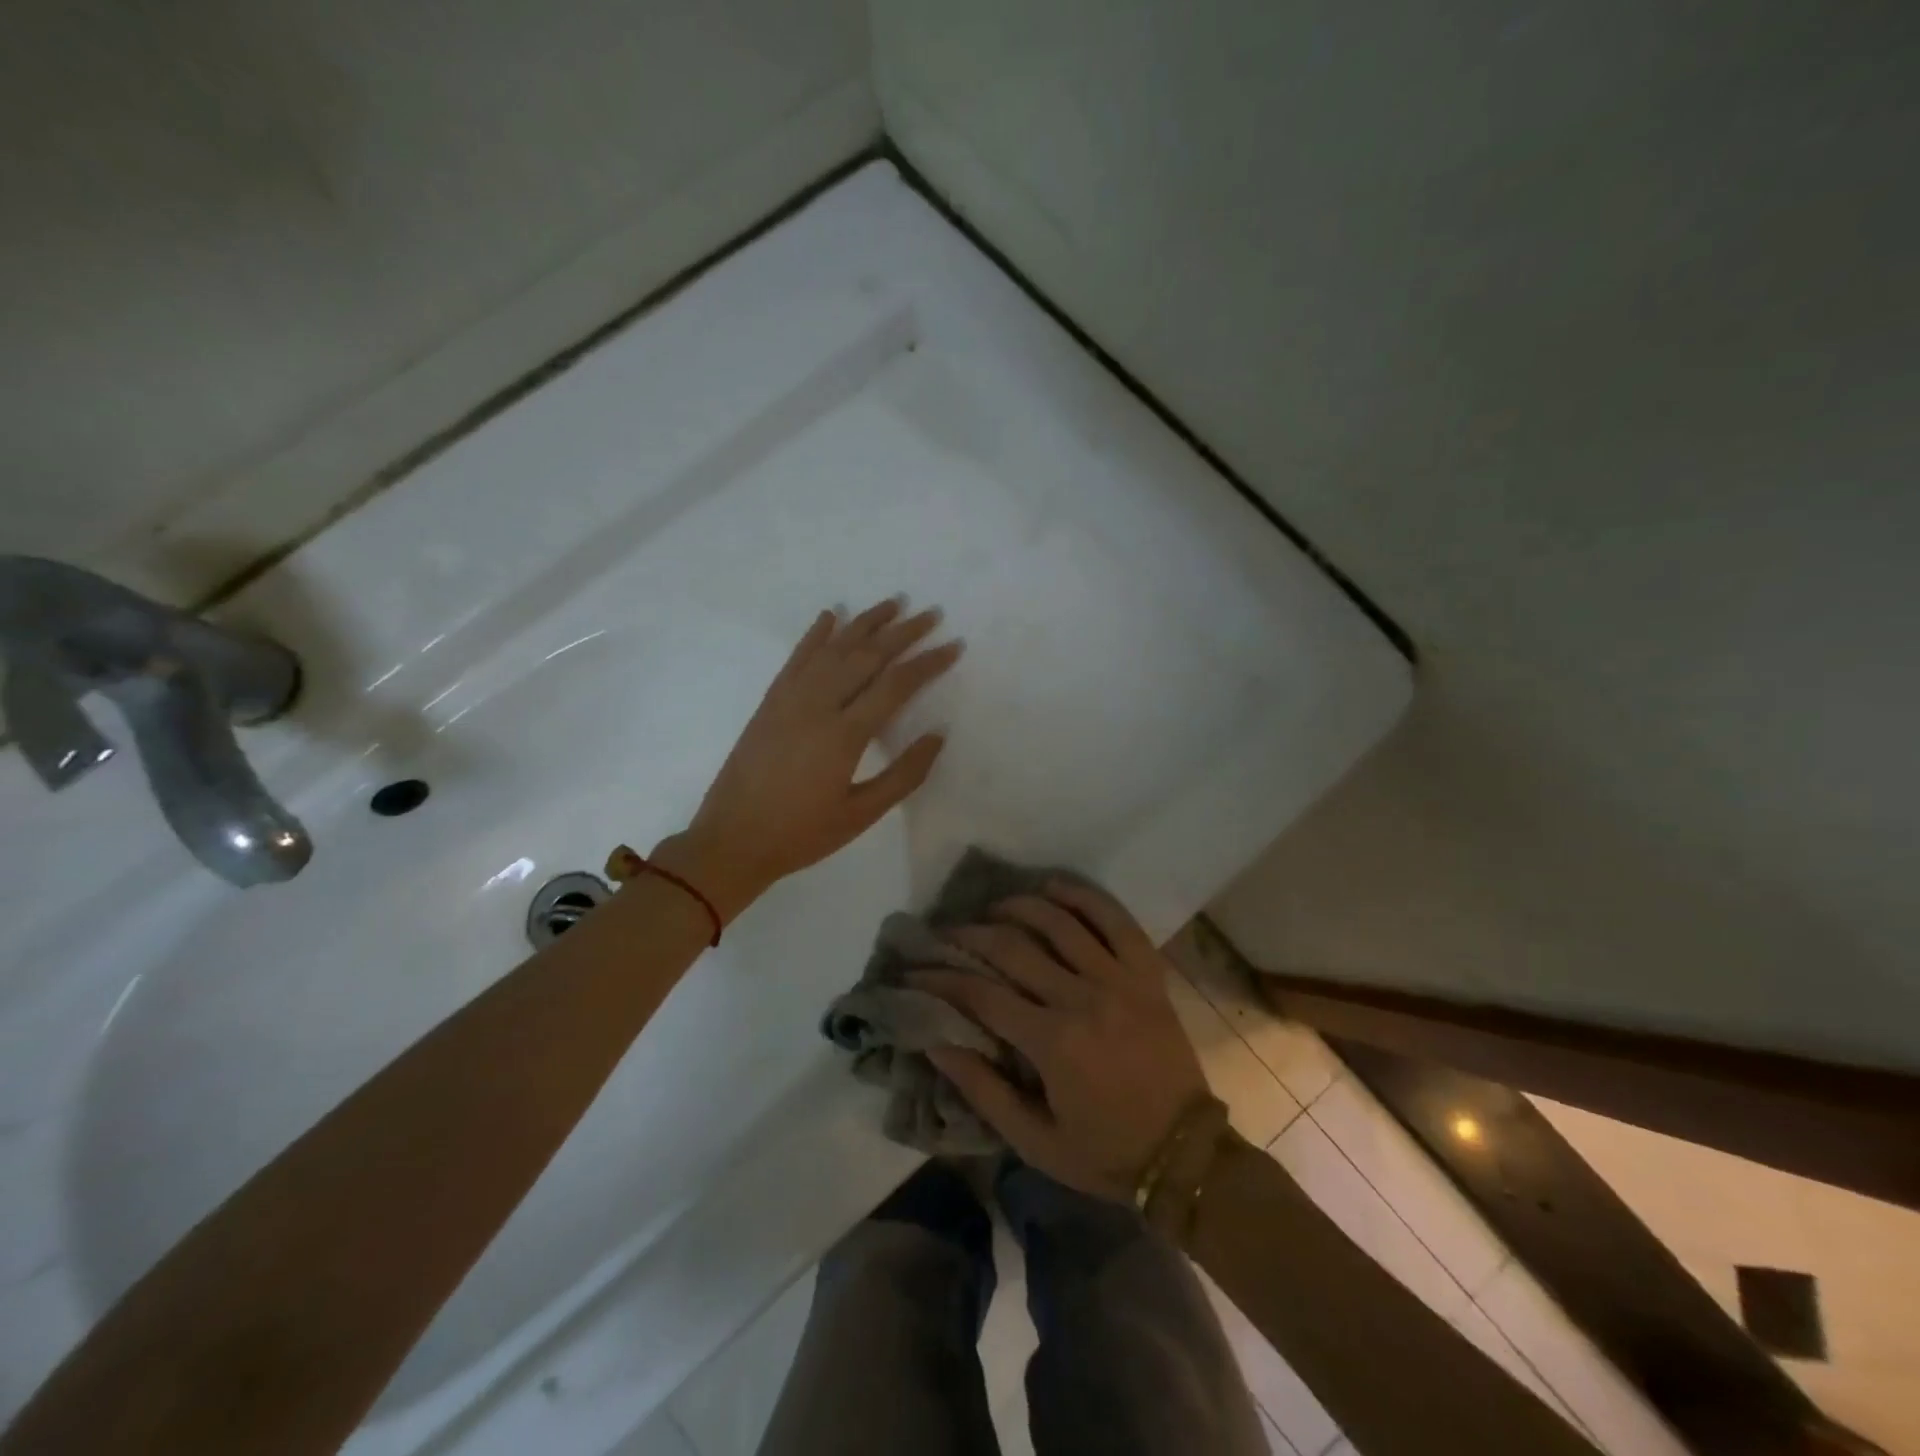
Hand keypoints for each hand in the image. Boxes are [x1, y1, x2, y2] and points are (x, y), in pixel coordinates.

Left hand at [655, 599, 961, 920]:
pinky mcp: (770, 701)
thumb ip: (903, 775)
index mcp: (844, 735)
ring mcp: (789, 699)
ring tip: (893, 604)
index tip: (954, 646)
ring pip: (833, 648)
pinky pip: (797, 658)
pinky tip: (831, 615)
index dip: (928, 663)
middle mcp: (817, 705)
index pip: (895, 685)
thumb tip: (937, 735)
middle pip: (867, 656)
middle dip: (903, 632)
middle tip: (931, 614)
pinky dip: (816, 634)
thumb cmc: (801, 834)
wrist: (731, 839)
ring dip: (865, 623)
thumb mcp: (860, 815)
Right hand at [913, 883, 1209, 1202]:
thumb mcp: (1035, 1142)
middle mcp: (1083, 998)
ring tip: (992, 909)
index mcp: (1054, 1043)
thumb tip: (935, 1042)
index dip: (940, 980)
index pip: (982, 995)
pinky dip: (1082, 896)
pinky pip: (1114, 918)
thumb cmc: (1105, 1153)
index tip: (914, 971)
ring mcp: (1119, 979)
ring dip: (1018, 906)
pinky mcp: (1147, 972)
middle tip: (945, 934)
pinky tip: (1053, 887)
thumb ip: (983, 1090)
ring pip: (1059, 922)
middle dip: (969, 936)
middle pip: (1014, 948)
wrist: (1186, 1154)